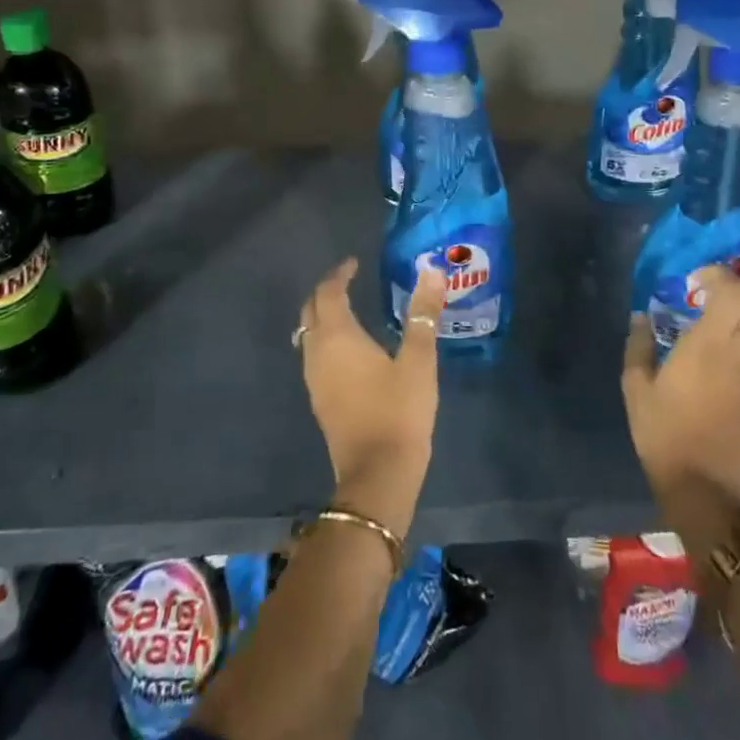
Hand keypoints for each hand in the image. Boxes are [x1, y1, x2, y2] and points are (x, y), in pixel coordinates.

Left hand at [296, 258, 443, 539]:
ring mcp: (314, 380)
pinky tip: (349, 349)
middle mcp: (317, 353)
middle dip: (326, 292)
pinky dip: (326, 340)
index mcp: (338, 337)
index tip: (354, 264)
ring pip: (308, 335)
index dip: (339, 274)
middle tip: (347, 281)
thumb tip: (431, 271)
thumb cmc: (399, 411)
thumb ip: (423, 314)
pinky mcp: (320, 400)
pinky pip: (314, 356)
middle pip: (311, 312)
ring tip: (348, 309)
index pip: (328, 293)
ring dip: (322, 317)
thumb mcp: (419, 360)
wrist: (377, 475)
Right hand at [622, 266, 739, 513]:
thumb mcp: (636, 386)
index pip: (732, 290)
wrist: (704, 484)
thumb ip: (638, 344)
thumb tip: (641, 316)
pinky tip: (739, 342)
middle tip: (714, 292)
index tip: (695, 282)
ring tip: (730, 314)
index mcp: (709, 343)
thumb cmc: (663, 432)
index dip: (718, 275)